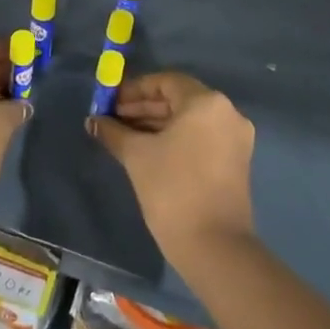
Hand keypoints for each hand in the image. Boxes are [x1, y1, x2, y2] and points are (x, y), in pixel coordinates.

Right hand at [88, 72, 255, 270]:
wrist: (214, 246)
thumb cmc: (172, 189)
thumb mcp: (137, 156)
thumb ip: (114, 132)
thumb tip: (93, 121)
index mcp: (206, 102)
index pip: (165, 82)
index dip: (134, 89)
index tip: (110, 102)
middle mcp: (227, 113)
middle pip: (178, 100)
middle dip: (143, 108)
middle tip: (113, 119)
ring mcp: (235, 139)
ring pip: (189, 121)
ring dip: (157, 124)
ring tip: (124, 136)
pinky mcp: (236, 162)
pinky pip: (200, 138)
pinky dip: (175, 139)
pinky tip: (148, 151)